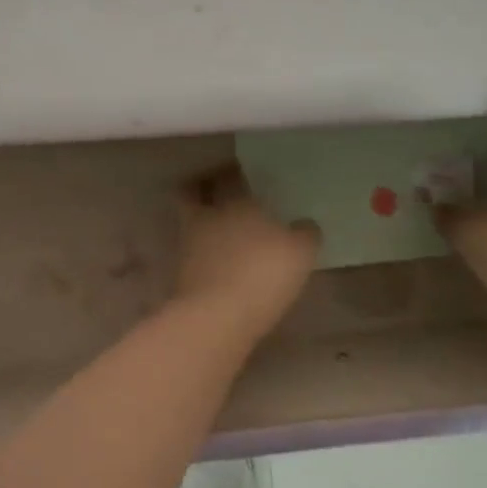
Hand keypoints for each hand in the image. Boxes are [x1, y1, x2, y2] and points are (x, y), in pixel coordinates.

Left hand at [173, 163, 320, 342]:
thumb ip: (305, 233)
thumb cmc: (263, 273)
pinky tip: (218, 261)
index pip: (229, 175)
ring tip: (221, 231)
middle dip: (202, 188)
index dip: (232, 171)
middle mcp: (208, 216)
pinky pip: (192, 253)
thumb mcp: (301, 252)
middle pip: (193, 192)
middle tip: (218, 192)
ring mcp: (189, 244)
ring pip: (189, 221)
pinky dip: (201, 253)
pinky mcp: (181, 273)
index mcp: (237, 201)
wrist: (217, 316)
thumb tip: (304, 225)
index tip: (241, 172)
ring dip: (201, 221)